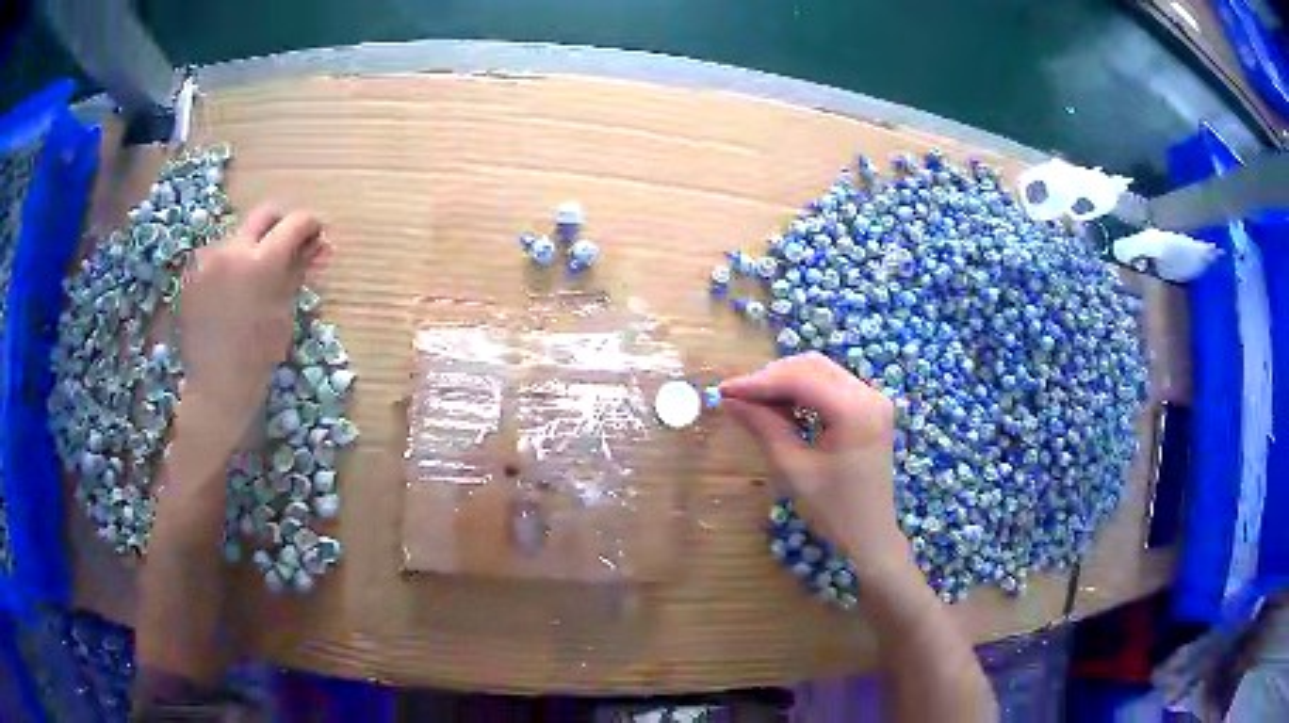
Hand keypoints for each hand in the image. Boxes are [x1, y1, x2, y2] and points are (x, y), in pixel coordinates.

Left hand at [177, 204, 326, 446]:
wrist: (216, 385)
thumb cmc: (258, 355)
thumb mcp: (285, 312)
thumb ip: (297, 270)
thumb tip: (316, 244)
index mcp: (262, 262)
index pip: (294, 223)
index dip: (310, 225)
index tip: (316, 235)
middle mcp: (232, 249)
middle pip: (263, 215)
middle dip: (280, 225)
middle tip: (288, 245)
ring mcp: (207, 259)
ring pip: (238, 235)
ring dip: (252, 246)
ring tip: (255, 276)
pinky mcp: (191, 272)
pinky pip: (217, 255)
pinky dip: (230, 263)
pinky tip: (232, 290)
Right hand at [720, 352, 906, 574]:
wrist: (869, 534)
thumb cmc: (833, 510)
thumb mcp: (793, 469)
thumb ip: (764, 427)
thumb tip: (730, 400)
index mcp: (855, 411)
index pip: (800, 379)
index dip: (759, 382)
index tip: (724, 390)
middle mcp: (869, 395)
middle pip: (812, 367)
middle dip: (772, 378)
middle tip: (738, 397)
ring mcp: (873, 399)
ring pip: (821, 372)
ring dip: (786, 383)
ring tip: (756, 405)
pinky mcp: (870, 408)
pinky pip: (831, 386)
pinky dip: (803, 392)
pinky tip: (783, 410)